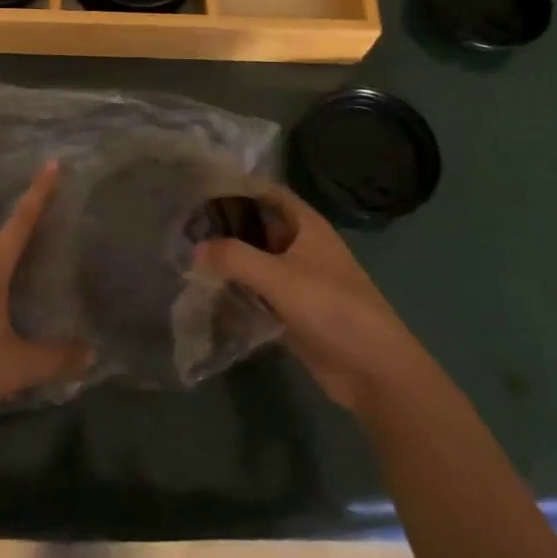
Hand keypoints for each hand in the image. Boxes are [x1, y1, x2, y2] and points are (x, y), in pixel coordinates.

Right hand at [195, 186, 427, 425]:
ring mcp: (298, 280)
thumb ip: (235, 258)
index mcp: (307, 225)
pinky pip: (259, 293)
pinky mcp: (293, 312)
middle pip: (259, 226)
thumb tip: (194, 249)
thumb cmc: (332, 308)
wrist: (373, 370)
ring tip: (186, 255)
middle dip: (226, 225)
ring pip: (257, 261)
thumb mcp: (280, 278)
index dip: (237, 187)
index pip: (267, 192)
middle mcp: (302, 246)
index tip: (199, 188)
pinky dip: (237, 290)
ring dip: (229, 260)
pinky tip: (207, 292)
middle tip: (183, 225)